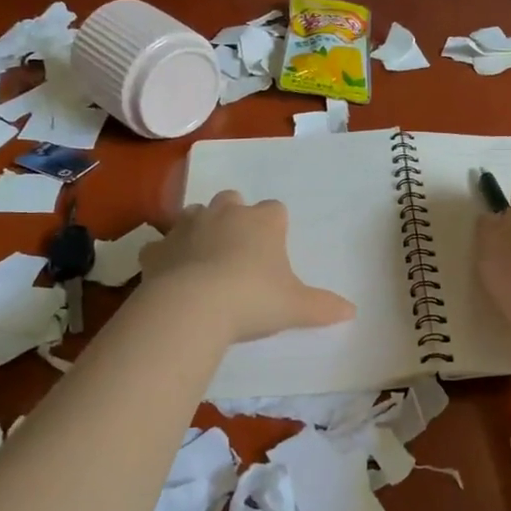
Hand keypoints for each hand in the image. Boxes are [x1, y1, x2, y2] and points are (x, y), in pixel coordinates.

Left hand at [141, 191, 355, 342]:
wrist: (194, 306)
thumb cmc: (254, 299)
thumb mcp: (296, 307)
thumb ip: (323, 307)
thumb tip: (352, 311)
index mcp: (262, 221)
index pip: (275, 209)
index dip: (275, 226)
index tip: (275, 249)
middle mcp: (225, 214)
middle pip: (232, 199)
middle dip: (235, 216)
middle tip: (239, 248)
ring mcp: (187, 226)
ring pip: (195, 213)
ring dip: (200, 228)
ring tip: (205, 257)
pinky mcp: (158, 247)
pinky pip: (161, 245)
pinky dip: (165, 255)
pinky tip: (170, 275)